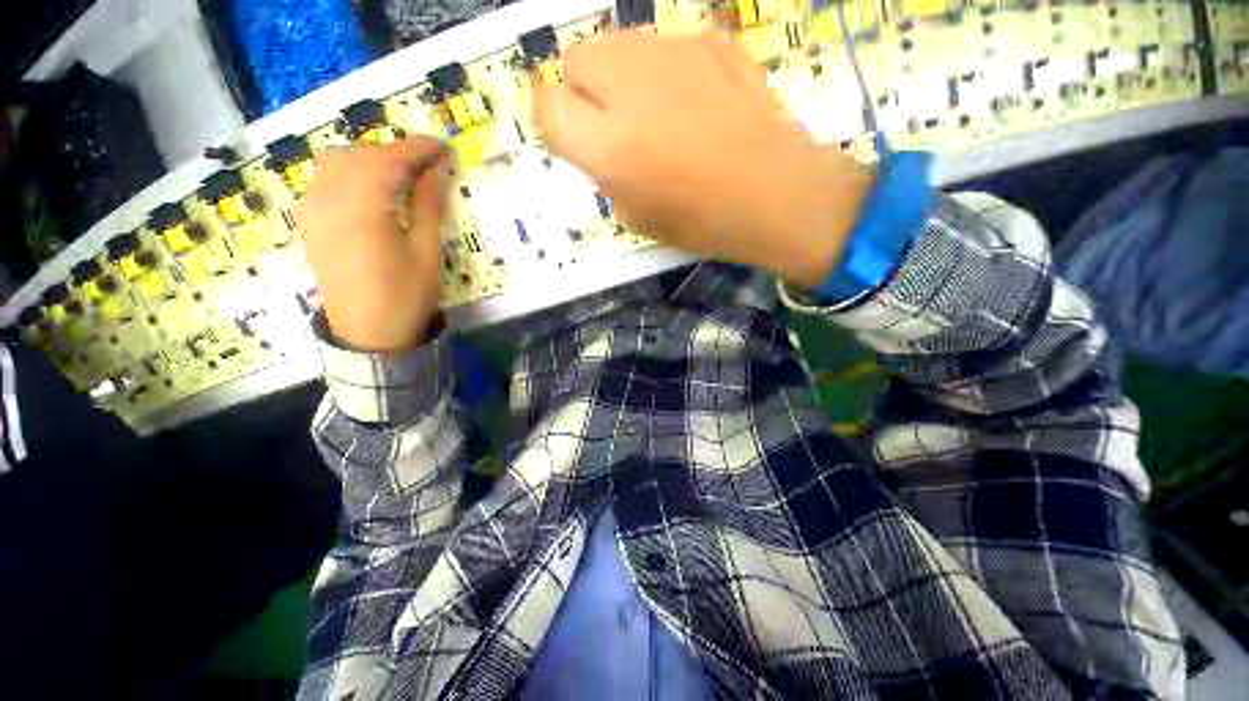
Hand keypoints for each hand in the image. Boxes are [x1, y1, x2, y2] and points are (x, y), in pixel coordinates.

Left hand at [295, 138, 450, 352]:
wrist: (367, 335)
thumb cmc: (405, 297)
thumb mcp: (426, 253)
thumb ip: (428, 207)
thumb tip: (437, 171)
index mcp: (361, 210)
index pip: (388, 162)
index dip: (417, 150)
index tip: (443, 148)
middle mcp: (328, 201)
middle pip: (358, 155)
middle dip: (393, 151)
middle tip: (427, 163)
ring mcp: (312, 210)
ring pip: (337, 163)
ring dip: (370, 158)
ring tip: (401, 171)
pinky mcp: (309, 222)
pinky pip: (325, 180)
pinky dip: (350, 171)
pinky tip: (371, 185)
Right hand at [535, 31, 873, 287]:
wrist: (774, 194)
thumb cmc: (703, 221)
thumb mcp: (637, 218)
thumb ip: (606, 175)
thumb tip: (599, 146)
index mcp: (610, 147)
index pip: (548, 108)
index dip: (554, 121)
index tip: (571, 137)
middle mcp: (631, 88)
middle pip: (576, 59)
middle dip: (582, 90)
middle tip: (611, 123)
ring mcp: (674, 54)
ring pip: (616, 43)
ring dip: (619, 75)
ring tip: (651, 111)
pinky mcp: (709, 40)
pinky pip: (664, 45)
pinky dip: (664, 70)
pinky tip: (691, 100)